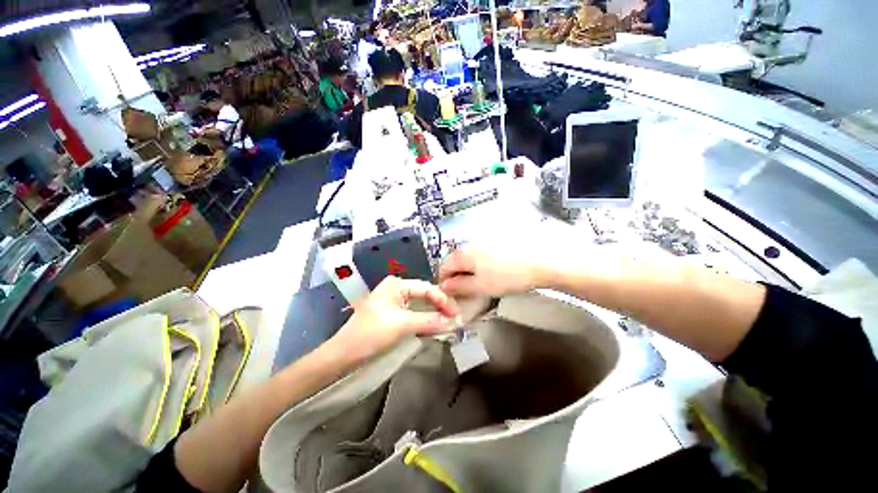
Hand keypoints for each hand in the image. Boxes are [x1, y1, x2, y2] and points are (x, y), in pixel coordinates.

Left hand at [329, 276, 459, 362]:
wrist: (344, 353)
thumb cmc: (371, 333)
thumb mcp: (402, 324)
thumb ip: (429, 321)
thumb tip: (453, 322)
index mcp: (397, 284)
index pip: (427, 288)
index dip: (443, 300)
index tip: (456, 314)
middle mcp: (397, 289)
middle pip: (424, 295)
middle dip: (440, 306)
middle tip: (455, 319)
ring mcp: (394, 302)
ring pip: (420, 305)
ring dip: (434, 314)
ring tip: (448, 323)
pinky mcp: (393, 314)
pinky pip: (414, 314)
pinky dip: (425, 320)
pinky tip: (434, 326)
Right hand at [439, 247, 542, 297]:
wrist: (542, 259)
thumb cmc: (508, 276)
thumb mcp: (481, 286)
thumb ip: (459, 286)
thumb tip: (445, 286)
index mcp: (463, 254)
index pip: (444, 267)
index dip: (444, 281)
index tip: (451, 293)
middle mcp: (471, 242)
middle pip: (457, 260)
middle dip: (458, 275)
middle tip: (468, 290)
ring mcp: (485, 238)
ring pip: (471, 256)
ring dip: (471, 269)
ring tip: (483, 281)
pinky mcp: (499, 238)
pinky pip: (483, 252)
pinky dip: (483, 262)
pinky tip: (496, 270)